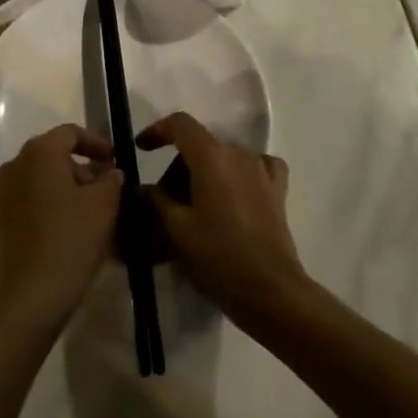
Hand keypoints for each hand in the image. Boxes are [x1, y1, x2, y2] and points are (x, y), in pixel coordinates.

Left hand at [0, 125, 122, 325]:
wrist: (31, 293)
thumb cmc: (71, 239)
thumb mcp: (104, 205)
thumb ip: (111, 179)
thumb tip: (110, 171)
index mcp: (40, 152)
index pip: (70, 133)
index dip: (96, 143)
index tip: (114, 159)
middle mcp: (15, 163)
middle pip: (53, 154)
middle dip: (81, 167)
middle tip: (105, 188)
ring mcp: (2, 191)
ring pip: (40, 177)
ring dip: (65, 186)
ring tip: (90, 209)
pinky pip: (29, 198)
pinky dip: (49, 202)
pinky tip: (68, 225)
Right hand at [139, 113, 306, 322]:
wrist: (272, 292)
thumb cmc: (219, 257)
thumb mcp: (177, 230)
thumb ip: (155, 201)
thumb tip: (141, 188)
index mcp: (211, 156)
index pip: (180, 125)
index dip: (157, 131)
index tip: (141, 149)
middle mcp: (238, 153)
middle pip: (200, 145)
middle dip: (177, 167)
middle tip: (163, 202)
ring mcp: (261, 170)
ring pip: (223, 159)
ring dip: (203, 175)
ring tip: (192, 209)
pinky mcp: (277, 191)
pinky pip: (253, 169)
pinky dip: (236, 176)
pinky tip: (231, 196)